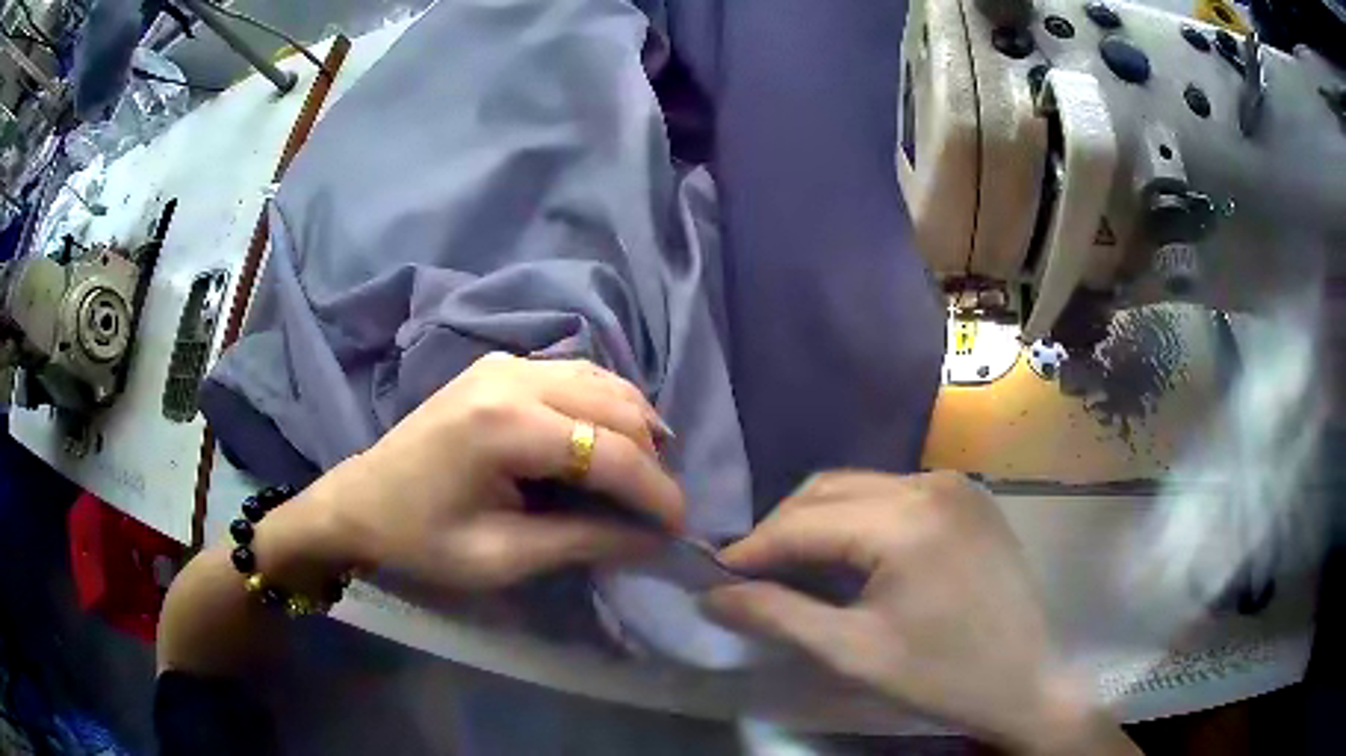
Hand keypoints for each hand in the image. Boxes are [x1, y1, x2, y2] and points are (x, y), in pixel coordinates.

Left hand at [266, 353, 683, 592]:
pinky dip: (606, 406)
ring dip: (635, 426)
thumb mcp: (501, 557)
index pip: (611, 452)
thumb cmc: (421, 539)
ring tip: (644, 474)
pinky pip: (576, 374)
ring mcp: (505, 362)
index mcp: (505, 425)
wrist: (359, 503)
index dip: (656, 492)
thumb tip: (651, 538)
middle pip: (616, 406)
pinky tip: (610, 438)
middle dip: (651, 458)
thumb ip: (583, 542)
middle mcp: (512, 376)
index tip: (680, 529)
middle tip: (656, 508)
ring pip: (603, 381)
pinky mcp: (500, 365)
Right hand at [705, 472, 1136, 754]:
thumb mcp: (853, 653)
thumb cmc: (942, 675)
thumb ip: (776, 616)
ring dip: (818, 523)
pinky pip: (896, 496)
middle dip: (781, 531)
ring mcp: (956, 485)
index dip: (751, 549)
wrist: (1026, 681)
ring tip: (793, 568)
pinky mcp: (970, 498)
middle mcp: (932, 483)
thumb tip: (711, 596)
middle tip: (749, 576)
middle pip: (830, 492)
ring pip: (861, 488)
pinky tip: (852, 557)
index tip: (712, 576)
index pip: (804, 521)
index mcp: (907, 520)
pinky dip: (859, 520)